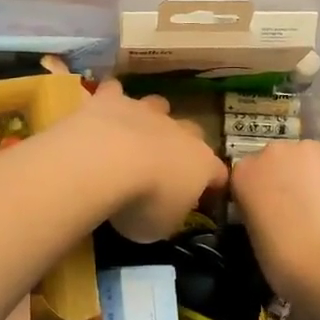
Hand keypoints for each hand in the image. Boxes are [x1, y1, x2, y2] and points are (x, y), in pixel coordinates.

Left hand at [66, 79, 226, 242]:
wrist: (106, 163)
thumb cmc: (143, 203)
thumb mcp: (161, 227)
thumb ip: (170, 215)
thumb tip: (167, 211)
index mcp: (201, 164)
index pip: (218, 173)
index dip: (213, 183)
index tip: (206, 194)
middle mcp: (179, 132)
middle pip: (193, 132)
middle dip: (183, 145)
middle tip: (165, 164)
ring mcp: (146, 111)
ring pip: (158, 105)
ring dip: (150, 117)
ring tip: (134, 134)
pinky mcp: (111, 100)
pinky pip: (114, 93)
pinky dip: (110, 100)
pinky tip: (100, 111)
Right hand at [229, 139, 319, 297]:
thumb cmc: (283, 258)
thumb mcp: (253, 234)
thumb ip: (257, 211)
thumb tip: (270, 210)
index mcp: (243, 172)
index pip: (244, 176)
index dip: (255, 194)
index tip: (264, 213)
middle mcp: (272, 152)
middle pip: (275, 161)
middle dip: (282, 179)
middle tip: (293, 210)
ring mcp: (309, 151)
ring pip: (306, 160)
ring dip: (309, 177)